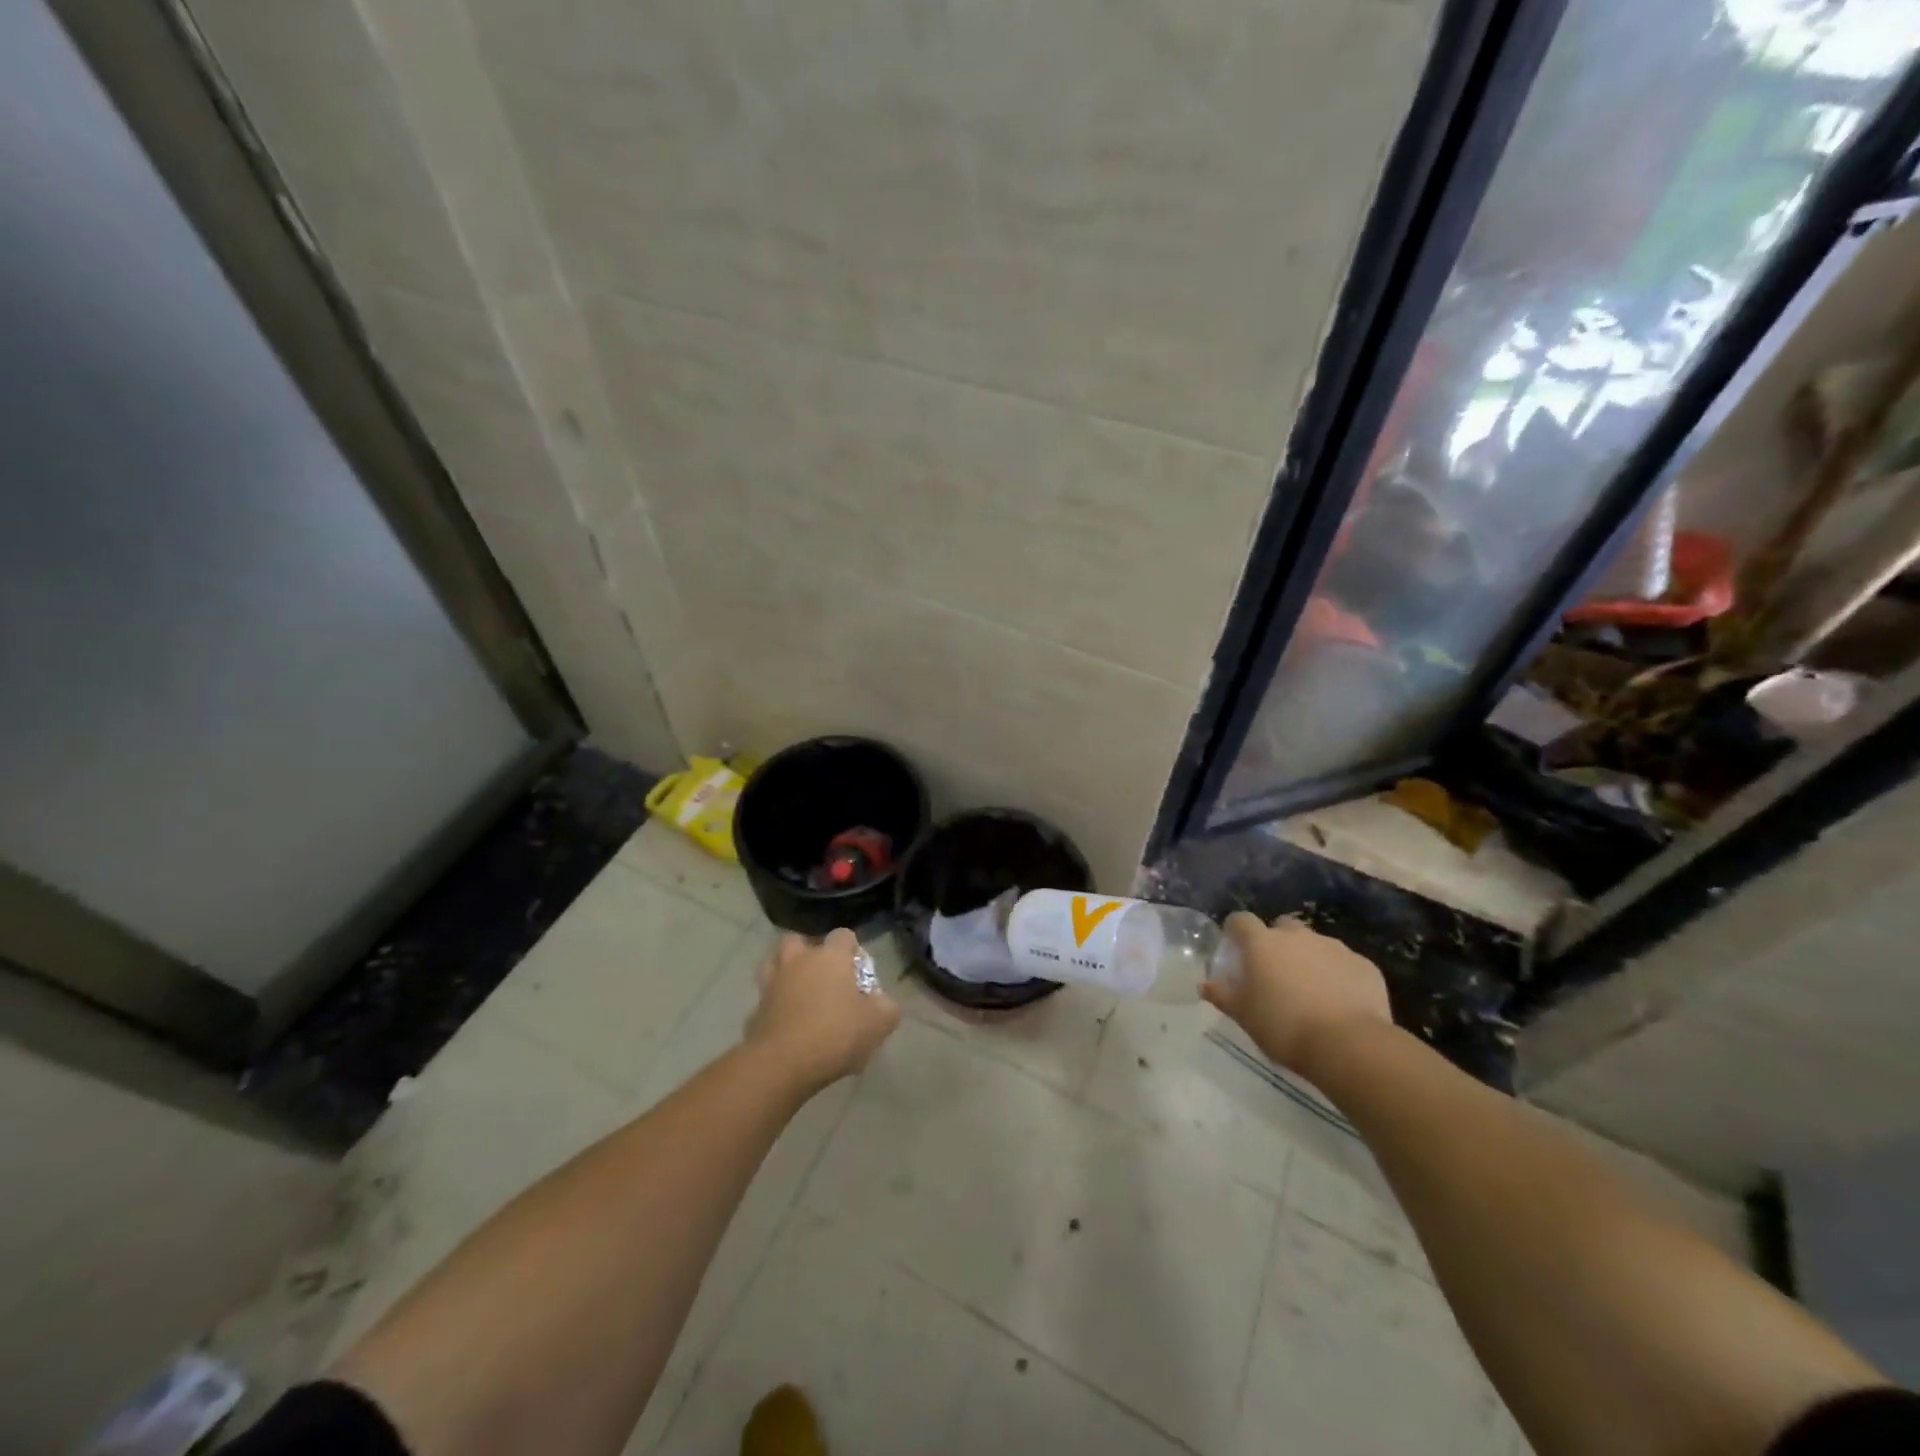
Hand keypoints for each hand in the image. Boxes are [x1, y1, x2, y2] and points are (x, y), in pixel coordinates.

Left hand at [746, 929, 901, 1091]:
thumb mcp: (877, 1024)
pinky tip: (788, 1024)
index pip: (843, 935)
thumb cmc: (835, 1034)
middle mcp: (798, 961)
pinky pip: (767, 999)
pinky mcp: (755, 1010)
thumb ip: (887, 1009)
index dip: (853, 949)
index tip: (860, 971)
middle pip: (798, 941)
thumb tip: (885, 1003)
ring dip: (786, 973)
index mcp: (830, 957)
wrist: (781, 1063)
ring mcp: (772, 984)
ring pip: (774, 964)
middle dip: (809, 952)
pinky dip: (775, 1006)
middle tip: (824, 975)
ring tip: (800, 993)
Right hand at [1202, 914, 1392, 1077]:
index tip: (1235, 947)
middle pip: (1282, 926)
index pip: (1241, 920)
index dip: (1236, 931)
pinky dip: (1338, 974)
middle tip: (1275, 971)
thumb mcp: (1244, 1015)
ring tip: (1310, 990)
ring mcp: (1334, 947)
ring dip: (1308, 958)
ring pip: (1315, 943)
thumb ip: (1223, 995)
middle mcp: (1297, 936)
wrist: (1349, 1045)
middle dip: (1277, 942)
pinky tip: (1340, 1000)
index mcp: (1262, 943)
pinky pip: (1344, 963)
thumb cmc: (1284, 1026)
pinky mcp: (1364, 965)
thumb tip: (1204, 984)